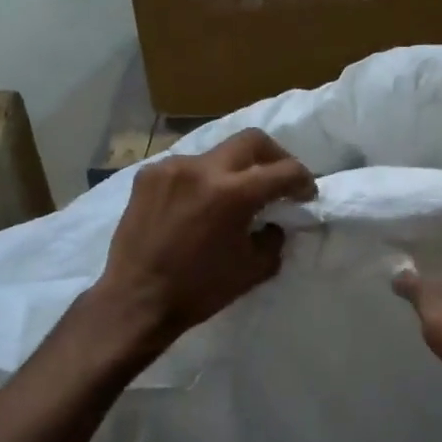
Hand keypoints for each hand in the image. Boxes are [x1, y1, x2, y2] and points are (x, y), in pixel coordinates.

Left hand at [93, 128, 316, 346]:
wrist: (136, 300)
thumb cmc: (199, 290)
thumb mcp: (253, 270)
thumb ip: (273, 239)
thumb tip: (274, 222)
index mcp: (233, 194)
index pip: (284, 170)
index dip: (303, 180)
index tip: (306, 194)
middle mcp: (203, 169)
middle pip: (252, 141)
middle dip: (275, 157)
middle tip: (279, 179)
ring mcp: (171, 167)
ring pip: (216, 153)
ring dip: (233, 170)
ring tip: (233, 196)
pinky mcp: (147, 175)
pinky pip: (186, 167)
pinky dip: (201, 180)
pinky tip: (199, 204)